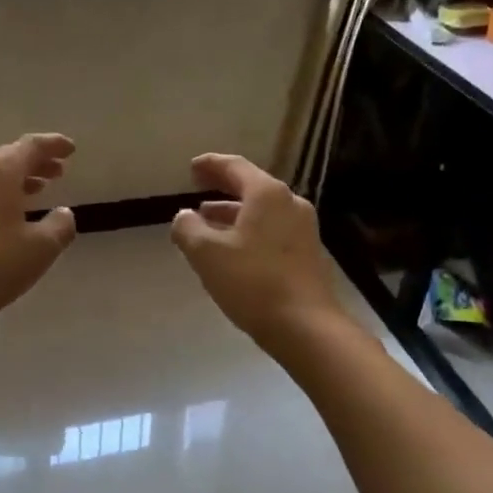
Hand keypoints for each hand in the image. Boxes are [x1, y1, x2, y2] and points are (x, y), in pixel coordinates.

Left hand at [0, 133, 77, 335]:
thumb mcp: (39, 248)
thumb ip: (59, 226)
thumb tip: (64, 213)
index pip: (30, 146)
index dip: (53, 145)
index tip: (71, 149)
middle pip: (8, 157)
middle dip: (35, 162)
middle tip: (58, 171)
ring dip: (17, 179)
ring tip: (39, 189)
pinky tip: (9, 214)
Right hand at [170, 154, 344, 348]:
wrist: (307, 327)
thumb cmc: (253, 282)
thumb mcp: (207, 254)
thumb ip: (188, 229)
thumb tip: (184, 216)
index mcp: (267, 194)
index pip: (235, 167)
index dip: (211, 165)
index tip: (193, 168)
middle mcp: (290, 204)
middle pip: (252, 187)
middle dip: (222, 189)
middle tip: (198, 189)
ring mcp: (304, 229)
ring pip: (262, 212)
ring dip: (234, 214)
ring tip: (208, 222)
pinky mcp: (308, 254)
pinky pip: (272, 231)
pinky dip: (249, 231)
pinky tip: (233, 250)